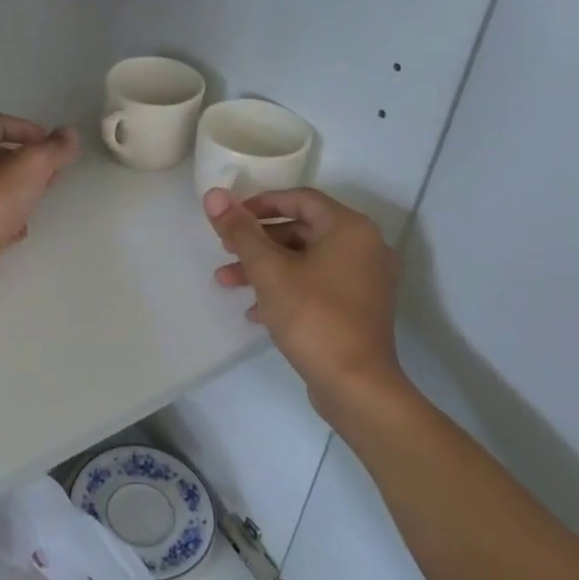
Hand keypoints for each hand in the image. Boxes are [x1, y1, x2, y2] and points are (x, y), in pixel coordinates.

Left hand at [0, 113, 79, 303]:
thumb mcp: (32, 165)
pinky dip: (5, 221)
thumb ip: (53, 149)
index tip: (50, 144)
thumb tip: (69, 133)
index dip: (25, 128)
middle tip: (51, 172)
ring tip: (39, 198)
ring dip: (15, 191)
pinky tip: (20, 231)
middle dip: (24, 162)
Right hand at [204, 186, 405, 409]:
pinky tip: (255, 312)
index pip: (300, 199)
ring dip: (265, 267)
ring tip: (227, 282)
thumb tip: (213, 194)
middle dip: (257, 241)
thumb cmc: (312, 316)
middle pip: (301, 230)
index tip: (229, 218)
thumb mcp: (268, 270)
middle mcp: (364, 247)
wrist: (356, 385)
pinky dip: (286, 288)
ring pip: (305, 260)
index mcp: (350, 229)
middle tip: (225, 249)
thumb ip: (240, 230)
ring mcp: (364, 280)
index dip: (260, 204)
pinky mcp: (358, 308)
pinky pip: (317, 284)